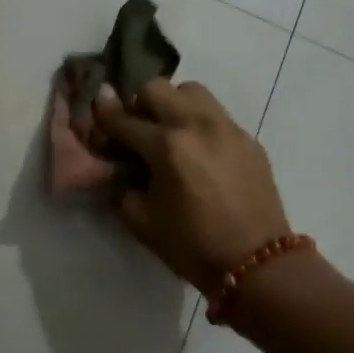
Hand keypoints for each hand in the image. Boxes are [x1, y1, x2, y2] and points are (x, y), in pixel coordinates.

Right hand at [93, 78, 291, 292]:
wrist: (257, 264)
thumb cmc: (193, 246)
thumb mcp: (143, 221)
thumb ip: (124, 187)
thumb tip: (121, 168)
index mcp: (166, 146)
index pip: (124, 119)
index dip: (104, 113)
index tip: (96, 106)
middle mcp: (196, 125)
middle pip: (157, 88)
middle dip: (140, 103)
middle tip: (138, 127)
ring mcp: (227, 127)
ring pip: (191, 91)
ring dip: (173, 103)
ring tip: (171, 130)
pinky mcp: (248, 138)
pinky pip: (217, 114)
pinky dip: (200, 122)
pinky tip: (200, 150)